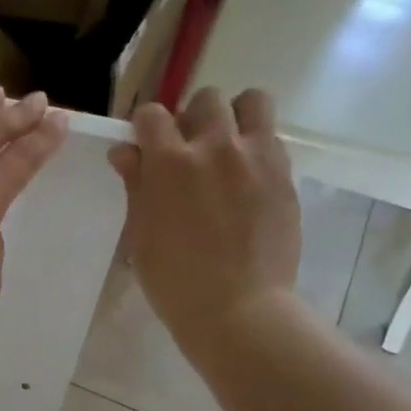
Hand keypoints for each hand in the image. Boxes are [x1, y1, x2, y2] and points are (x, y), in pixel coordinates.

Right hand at [109, 87, 301, 357]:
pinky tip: (248, 178)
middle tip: (189, 152)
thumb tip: (125, 151)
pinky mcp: (285, 174)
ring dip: (235, 117)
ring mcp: (256, 157)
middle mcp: (215, 147)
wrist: (237, 309)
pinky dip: (257, 146)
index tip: (146, 147)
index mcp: (170, 162)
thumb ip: (136, 184)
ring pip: (252, 102)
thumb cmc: (174, 280)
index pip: (152, 115)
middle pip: (205, 100)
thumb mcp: (141, 234)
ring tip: (228, 148)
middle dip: (192, 119)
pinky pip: (272, 138)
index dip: (145, 128)